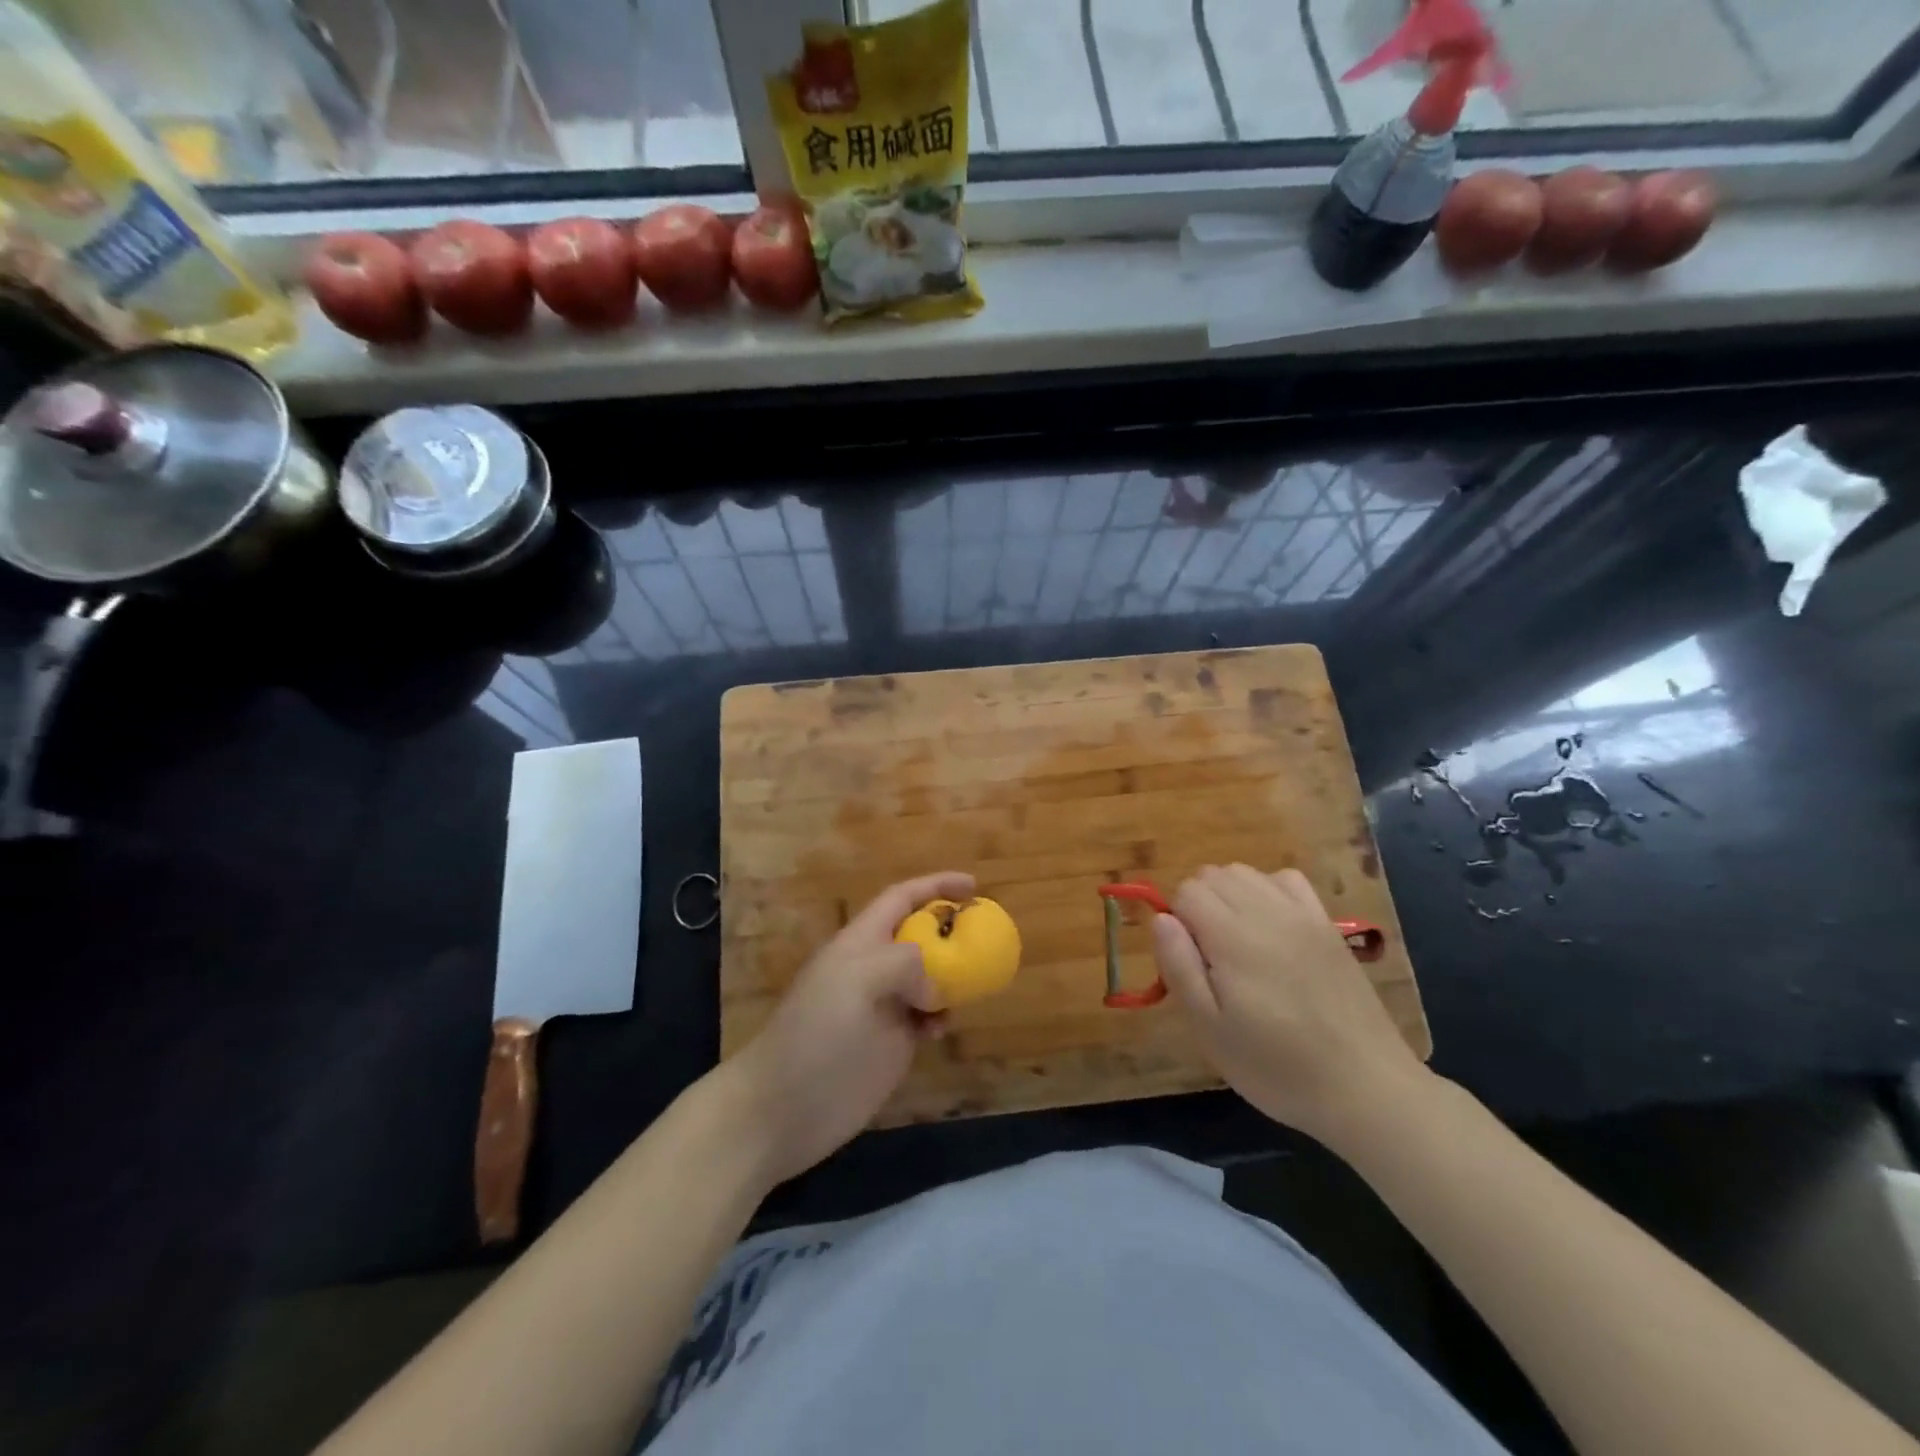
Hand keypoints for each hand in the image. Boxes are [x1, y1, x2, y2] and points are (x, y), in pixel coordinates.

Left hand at [720, 871, 972, 1187]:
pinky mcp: (892, 1045)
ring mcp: (884, 1007)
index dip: (936, 886)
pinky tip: (944, 1028)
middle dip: (950, 930)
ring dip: (953, 976)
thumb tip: (934, 986)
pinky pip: (928, 1017)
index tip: (974, 886)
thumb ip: (904, 963)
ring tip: (974, 983)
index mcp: (861, 942)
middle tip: (986, 937)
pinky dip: (943, 1015)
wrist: (783, 1108)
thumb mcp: (856, 980)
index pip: (902, 898)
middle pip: (919, 936)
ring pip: (929, 978)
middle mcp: (874, 968)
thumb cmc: (816, 1034)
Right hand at [1152, 864, 1427, 1145]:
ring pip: (1245, 872)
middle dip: (1198, 905)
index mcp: (1233, 937)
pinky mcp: (1327, 925)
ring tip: (1236, 943)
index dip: (1177, 922)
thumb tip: (1161, 918)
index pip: (1187, 891)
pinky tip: (1270, 927)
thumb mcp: (1209, 1028)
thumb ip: (1179, 966)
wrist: (1365, 1087)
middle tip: (1209, 959)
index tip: (1190, 963)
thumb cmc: (1275, 1066)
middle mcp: (1267, 911)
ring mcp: (1302, 914)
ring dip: (1228, 895)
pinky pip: (1286, 879)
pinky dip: (1267, 890)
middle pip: (1213, 875)